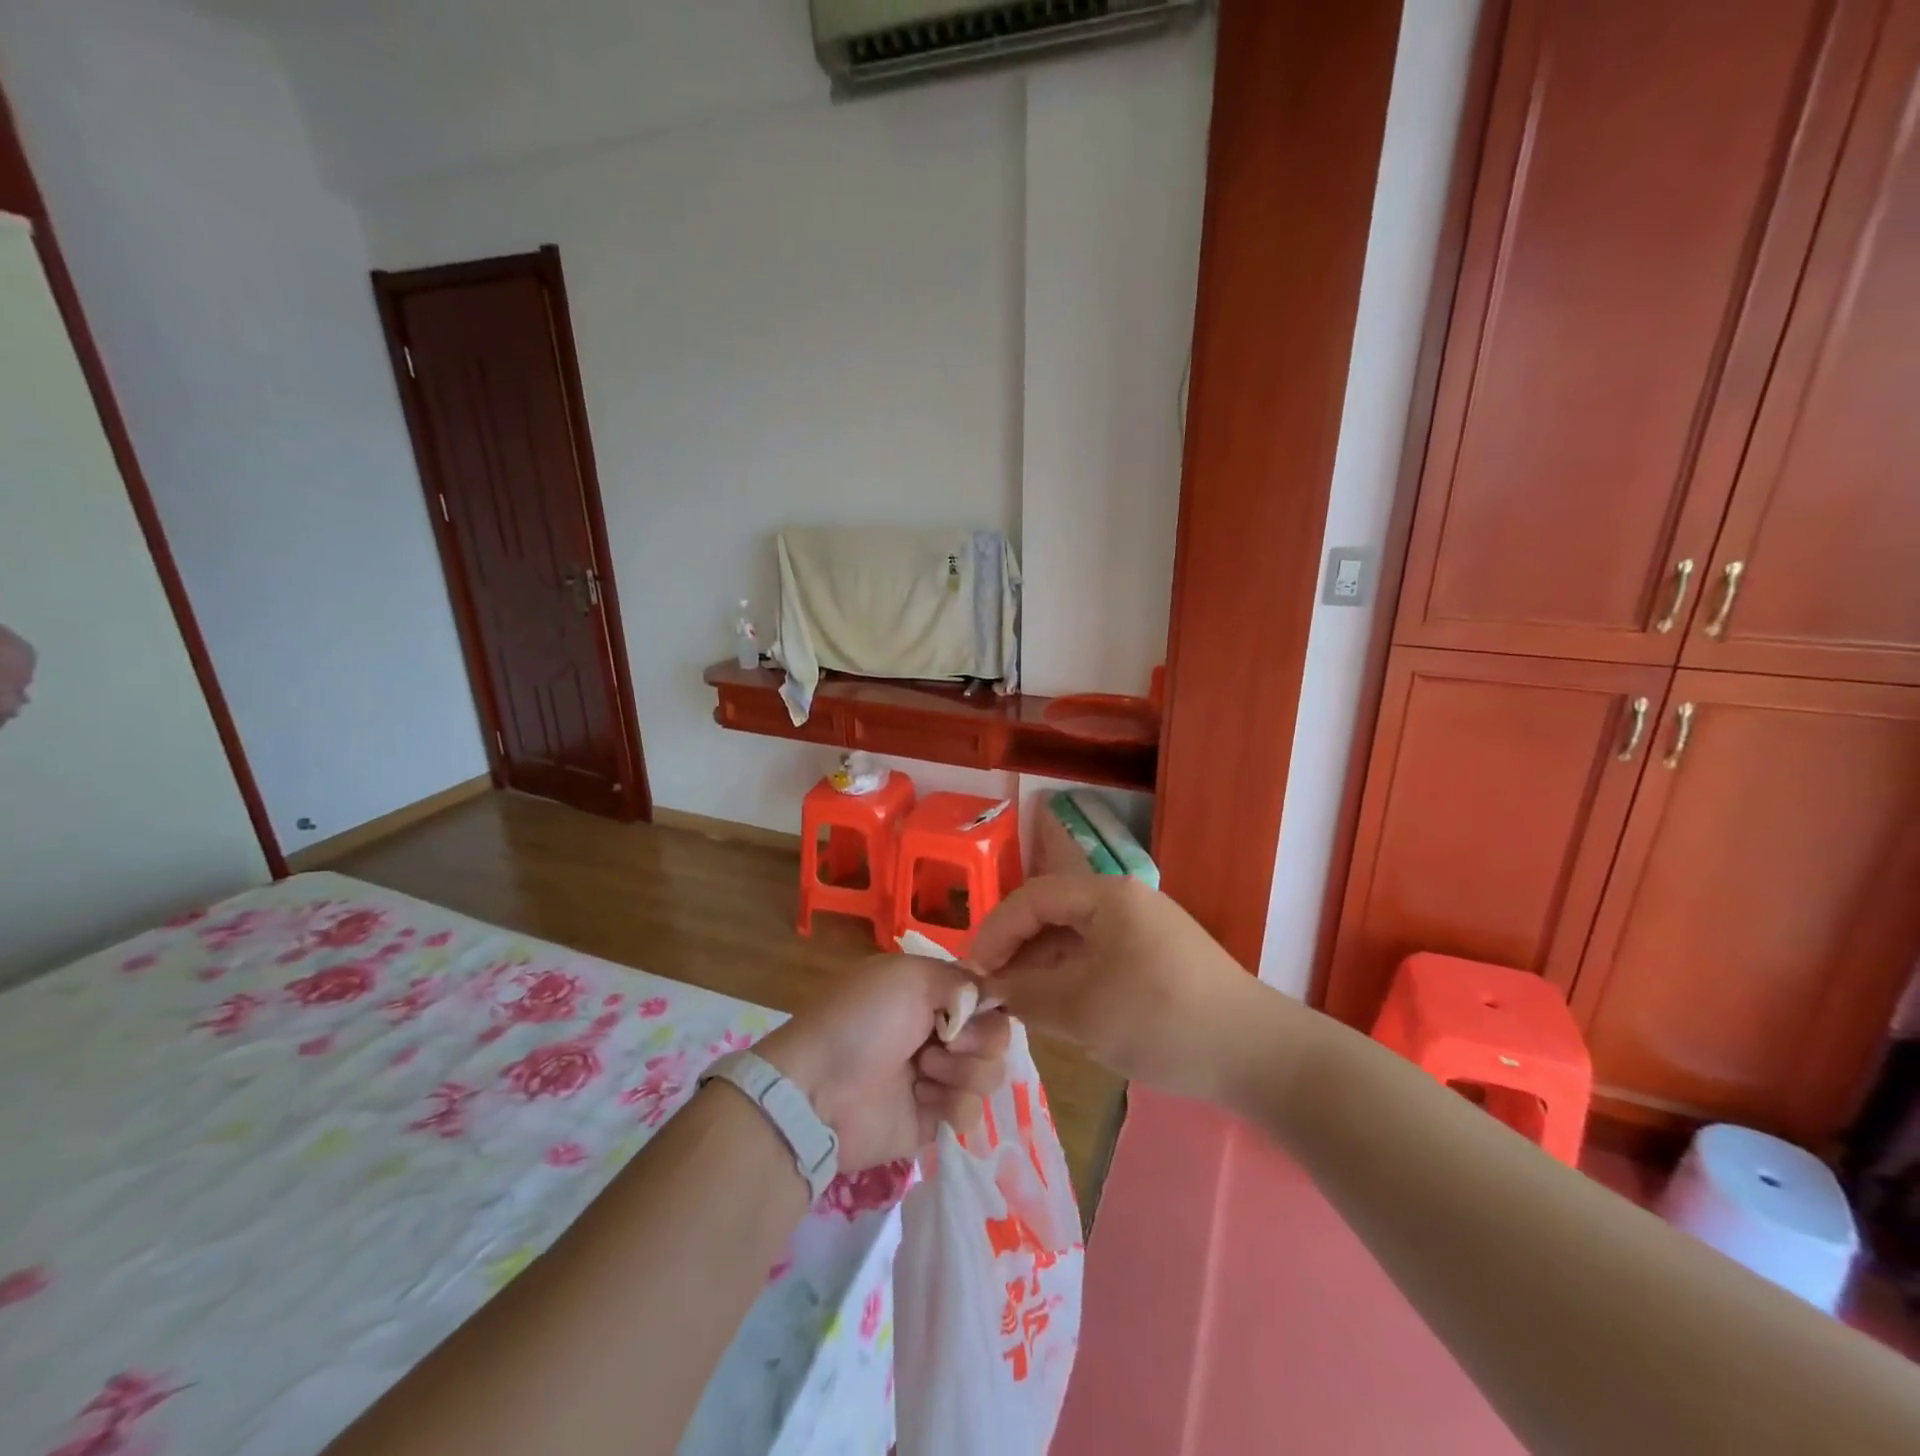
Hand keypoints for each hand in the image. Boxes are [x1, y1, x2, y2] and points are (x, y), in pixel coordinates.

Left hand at [756, 954, 1009, 1171]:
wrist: (819, 1090)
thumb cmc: (862, 1020)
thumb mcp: (910, 976)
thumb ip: (961, 979)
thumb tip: (996, 992)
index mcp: (930, 992)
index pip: (985, 994)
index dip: (990, 1002)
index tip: (977, 1008)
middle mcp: (938, 1031)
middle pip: (996, 1035)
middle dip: (977, 1038)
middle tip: (945, 1041)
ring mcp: (938, 1077)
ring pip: (990, 1073)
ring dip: (960, 1071)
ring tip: (923, 1071)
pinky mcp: (934, 1120)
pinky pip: (972, 1112)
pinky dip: (950, 1104)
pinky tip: (919, 1100)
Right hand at [970, 875, 1269, 1101]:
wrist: (1258, 1055)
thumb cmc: (1162, 1021)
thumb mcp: (1083, 1010)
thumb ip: (1027, 993)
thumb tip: (991, 988)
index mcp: (1107, 896)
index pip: (1032, 899)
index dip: (995, 932)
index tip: (972, 973)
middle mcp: (1125, 901)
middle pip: (1053, 914)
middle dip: (1017, 951)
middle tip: (991, 991)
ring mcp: (1144, 928)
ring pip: (1075, 938)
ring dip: (1043, 967)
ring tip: (1019, 1005)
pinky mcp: (1157, 956)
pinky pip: (1099, 957)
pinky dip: (1072, 978)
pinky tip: (1060, 1009)